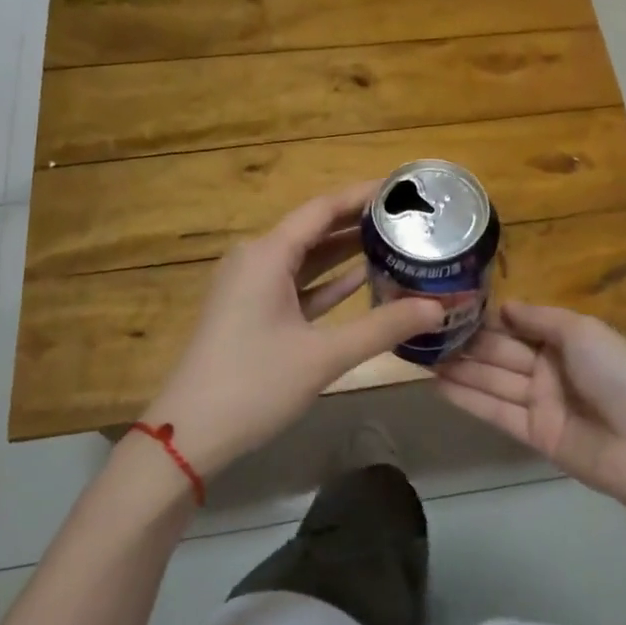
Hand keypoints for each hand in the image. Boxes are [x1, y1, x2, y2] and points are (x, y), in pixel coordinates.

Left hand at [147, 183, 444, 479]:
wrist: (188, 436)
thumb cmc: (253, 385)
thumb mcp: (323, 356)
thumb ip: (382, 327)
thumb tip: (437, 307)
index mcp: (267, 254)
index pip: (323, 208)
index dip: (363, 195)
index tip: (403, 188)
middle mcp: (257, 259)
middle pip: (315, 228)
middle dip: (360, 221)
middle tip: (409, 217)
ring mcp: (251, 286)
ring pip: (306, 257)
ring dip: (345, 251)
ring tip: (395, 240)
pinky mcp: (251, 311)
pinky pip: (296, 283)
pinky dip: (327, 280)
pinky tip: (363, 278)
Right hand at [436, 301, 625, 512]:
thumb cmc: (619, 376)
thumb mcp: (583, 332)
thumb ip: (539, 319)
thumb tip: (503, 306)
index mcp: (566, 338)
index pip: (517, 324)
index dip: (485, 317)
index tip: (447, 306)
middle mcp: (550, 367)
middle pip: (500, 351)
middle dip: (465, 342)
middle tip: (421, 331)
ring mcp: (541, 402)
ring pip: (492, 380)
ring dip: (459, 368)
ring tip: (419, 355)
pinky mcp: (533, 434)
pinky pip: (495, 411)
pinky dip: (467, 398)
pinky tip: (436, 384)